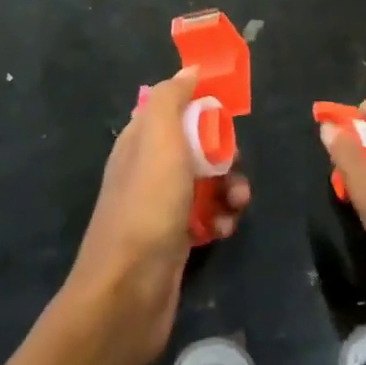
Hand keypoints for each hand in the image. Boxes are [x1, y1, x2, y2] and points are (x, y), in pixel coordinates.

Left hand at [64, 67, 250, 364]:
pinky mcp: (176, 239)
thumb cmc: (147, 206)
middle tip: (234, 165)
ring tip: (237, 204)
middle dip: (225, 152)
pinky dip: (222, 218)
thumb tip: (190, 70)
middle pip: (198, 144)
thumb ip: (173, 98)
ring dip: (230, 187)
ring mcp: (161, 206)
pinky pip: (208, 215)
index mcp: (139, 140)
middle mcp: (149, 168)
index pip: (175, 107)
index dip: (203, 106)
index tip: (227, 114)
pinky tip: (225, 229)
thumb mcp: (159, 138)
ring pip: (208, 181)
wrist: (128, 294)